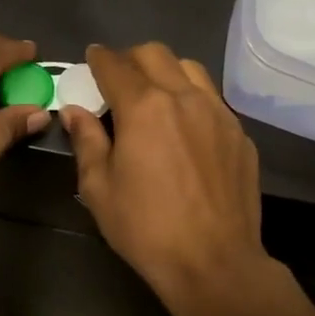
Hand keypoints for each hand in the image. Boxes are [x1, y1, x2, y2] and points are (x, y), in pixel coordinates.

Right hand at [61, 43, 270, 315]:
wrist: (214, 262)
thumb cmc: (146, 228)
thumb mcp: (99, 188)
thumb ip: (86, 141)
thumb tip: (74, 111)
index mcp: (143, 107)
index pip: (115, 66)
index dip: (98, 59)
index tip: (91, 59)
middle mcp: (184, 98)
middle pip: (155, 54)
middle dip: (131, 58)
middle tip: (118, 78)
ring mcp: (218, 113)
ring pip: (190, 68)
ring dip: (166, 71)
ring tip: (154, 95)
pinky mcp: (240, 134)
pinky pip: (212, 99)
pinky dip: (191, 98)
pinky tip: (184, 127)